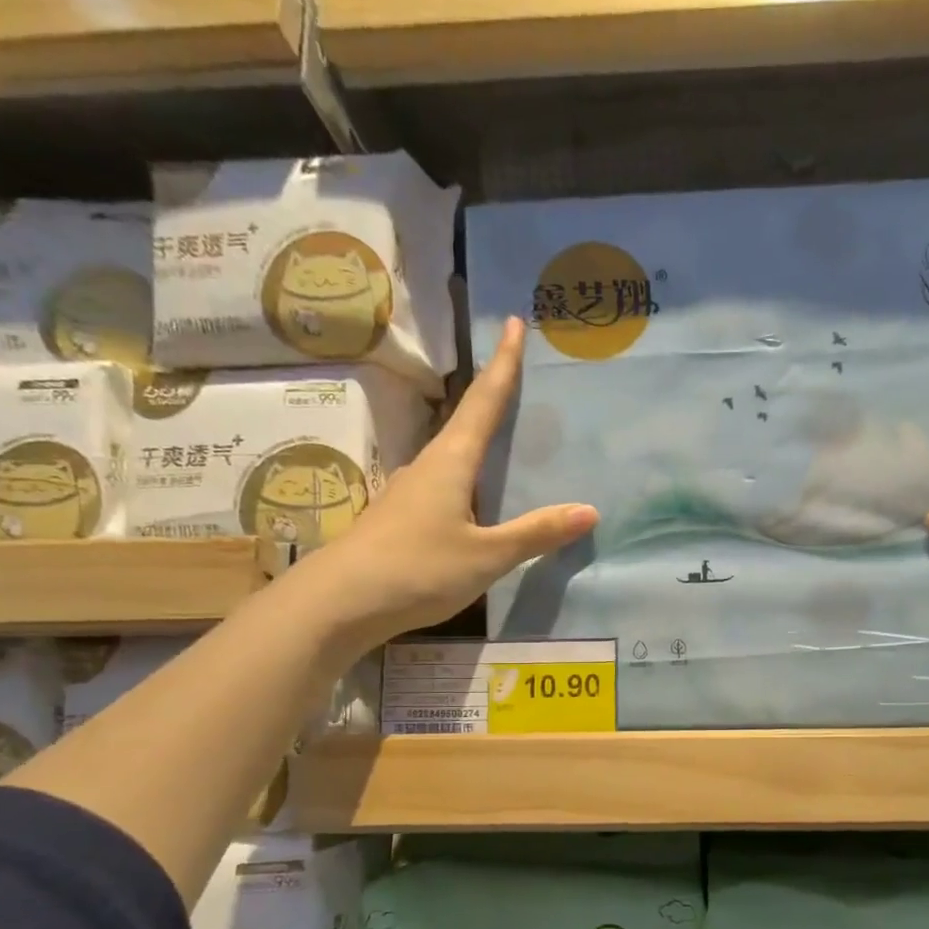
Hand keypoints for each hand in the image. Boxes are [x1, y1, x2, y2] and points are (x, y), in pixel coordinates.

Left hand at [291, 317, 597, 650]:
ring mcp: (409, 493)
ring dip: (478, 442)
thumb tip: (589, 510)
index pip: (483, 402)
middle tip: (520, 379)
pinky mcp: (401, 520)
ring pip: (453, 457)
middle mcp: (428, 467)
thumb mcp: (486, 556)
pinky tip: (478, 502)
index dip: (503, 365)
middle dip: (492, 398)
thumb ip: (535, 533)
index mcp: (451, 462)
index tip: (515, 326)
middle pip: (465, 422)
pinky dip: (468, 480)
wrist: (339, 602)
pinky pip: (445, 487)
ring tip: (507, 443)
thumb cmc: (417, 569)